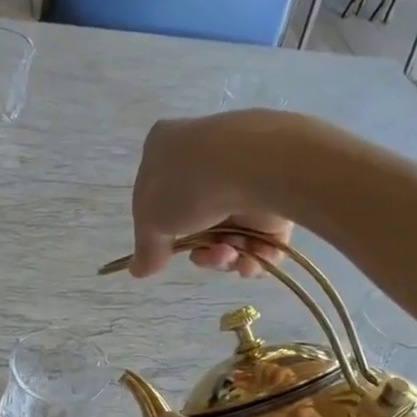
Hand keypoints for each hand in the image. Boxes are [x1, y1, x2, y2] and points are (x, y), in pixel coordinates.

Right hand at [131, 113, 295, 280]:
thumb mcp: (151, 221)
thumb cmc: (187, 184)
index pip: (156, 190)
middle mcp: (205, 154)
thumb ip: (146, 248)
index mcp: (166, 147)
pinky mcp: (278, 188)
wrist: (254, 165)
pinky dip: (254, 253)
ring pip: (230, 228)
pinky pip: (262, 231)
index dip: (160, 227)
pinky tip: (250, 261)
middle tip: (203, 258)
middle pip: (196, 218)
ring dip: (224, 254)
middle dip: (199, 248)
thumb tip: (138, 269)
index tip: (164, 251)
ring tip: (229, 256)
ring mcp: (244, 170)